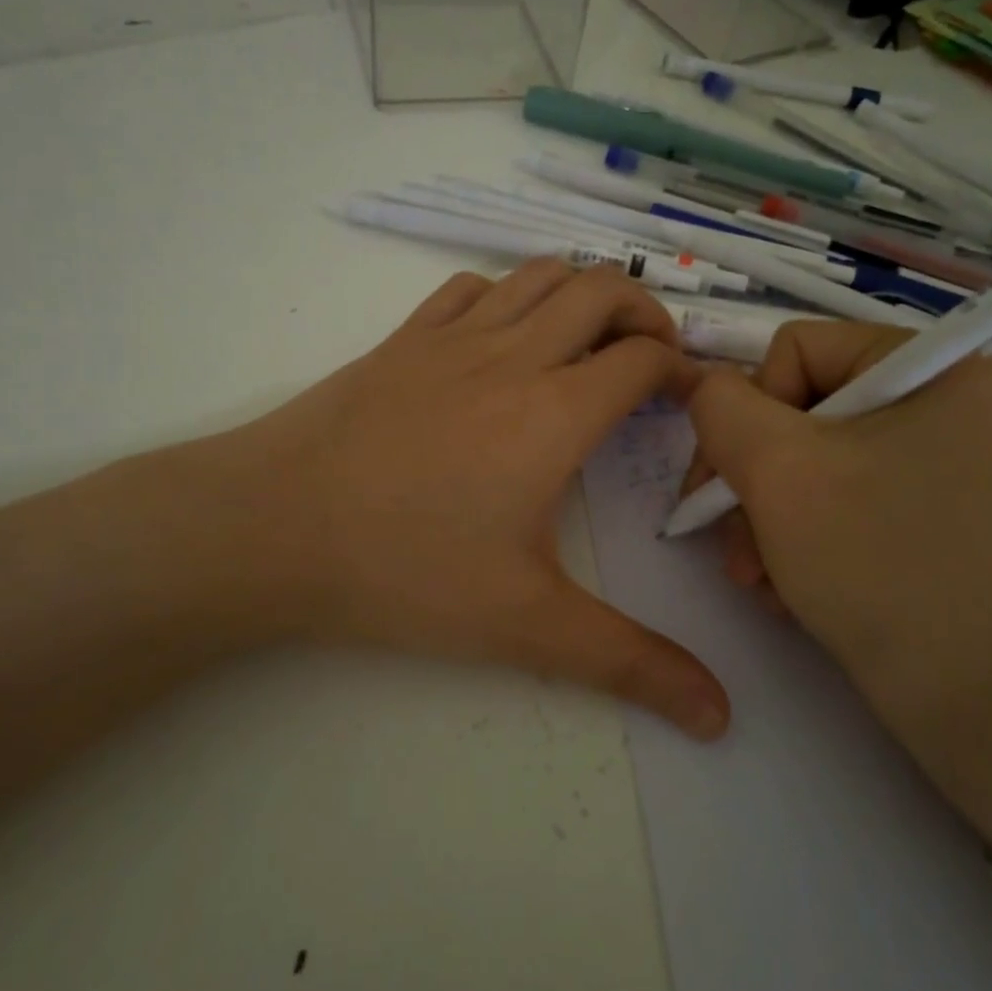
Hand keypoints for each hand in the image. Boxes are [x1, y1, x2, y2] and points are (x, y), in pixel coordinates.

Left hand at [111, 261, 730, 738]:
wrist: (271, 526)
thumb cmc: (404, 571)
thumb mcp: (527, 625)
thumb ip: (629, 663)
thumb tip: (720, 715)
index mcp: (556, 411)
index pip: (645, 359)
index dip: (682, 371)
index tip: (688, 403)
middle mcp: (514, 354)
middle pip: (602, 290)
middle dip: (645, 313)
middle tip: (649, 363)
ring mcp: (453, 337)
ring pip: (539, 275)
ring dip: (580, 293)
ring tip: (588, 341)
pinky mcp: (403, 338)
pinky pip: (472, 288)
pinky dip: (509, 296)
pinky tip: (503, 337)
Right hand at [683, 321, 991, 738]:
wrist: (956, 694)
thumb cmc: (872, 560)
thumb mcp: (775, 466)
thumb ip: (719, 404)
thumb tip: (707, 393)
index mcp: (928, 366)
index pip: (793, 349)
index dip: (753, 411)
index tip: (744, 481)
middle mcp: (932, 401)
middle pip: (791, 408)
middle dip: (750, 480)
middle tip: (734, 543)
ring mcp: (922, 458)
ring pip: (798, 459)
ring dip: (760, 517)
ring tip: (756, 574)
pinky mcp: (908, 507)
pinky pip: (824, 496)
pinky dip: (791, 538)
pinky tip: (786, 585)